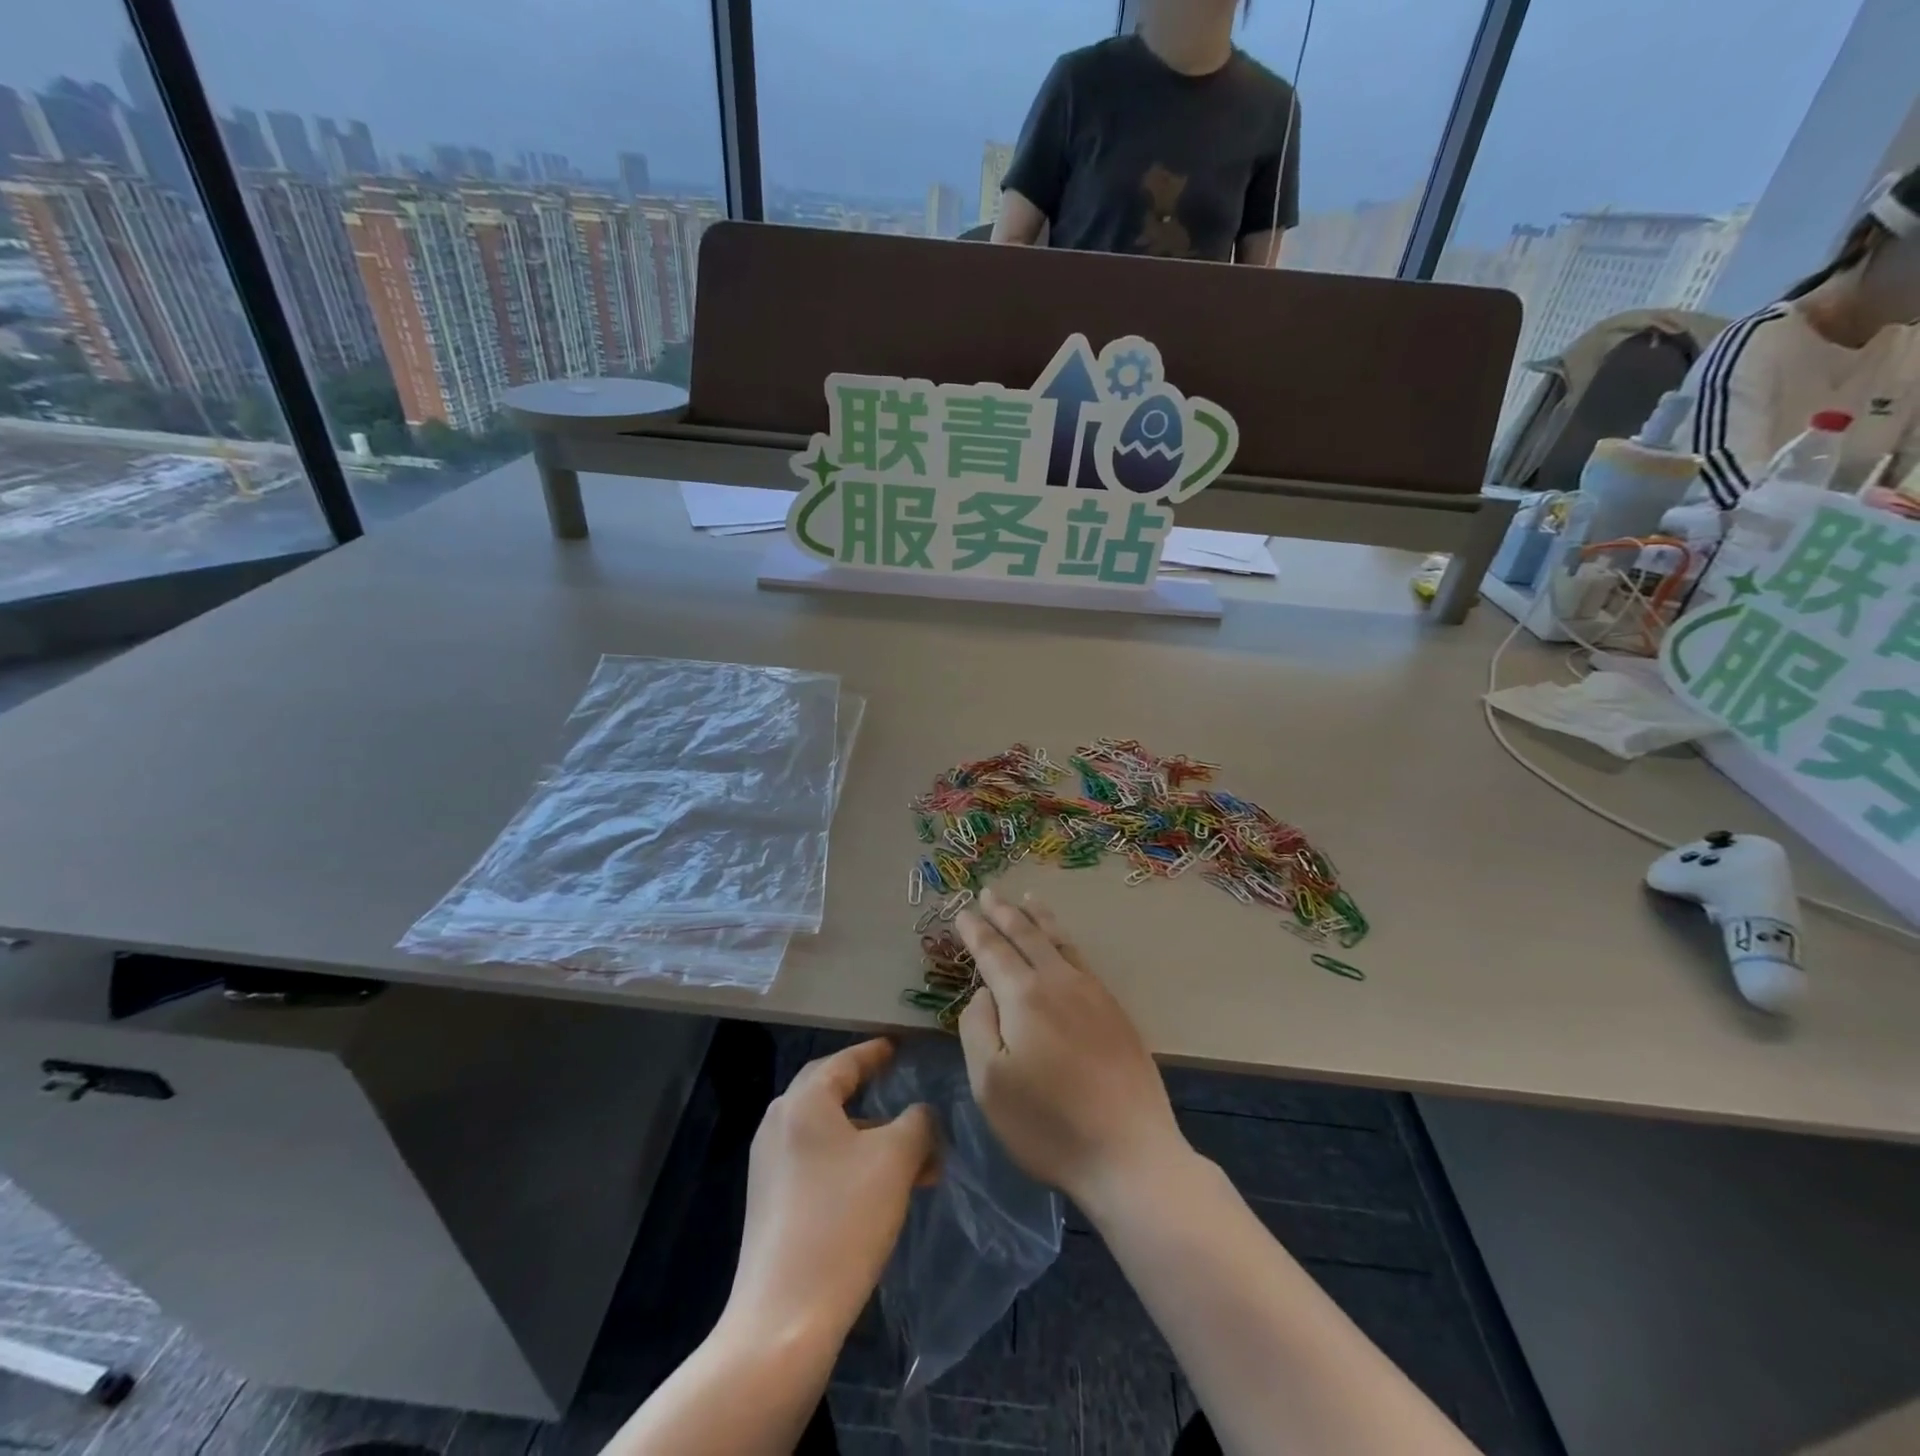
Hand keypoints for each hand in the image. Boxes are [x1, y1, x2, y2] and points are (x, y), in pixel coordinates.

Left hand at [725, 1039, 935, 1350]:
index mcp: (804, 1102)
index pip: (845, 1060)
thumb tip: (921, 1116)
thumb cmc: (842, 1222)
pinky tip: (880, 1188)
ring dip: (868, 1134)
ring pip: (827, 1131)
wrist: (783, 1320)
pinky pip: (816, 1161)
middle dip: (868, 1087)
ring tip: (910, 1154)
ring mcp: (770, 1166)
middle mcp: (779, 1123)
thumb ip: (918, 1123)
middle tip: (899, 1084)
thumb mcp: (896, 1160)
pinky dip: (850, 1161)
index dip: (876, 1051)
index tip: (899, 1046)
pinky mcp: (771, 1203)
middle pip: (829, 1090)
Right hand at [955, 889, 1187, 1212]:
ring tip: (1028, 899)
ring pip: (1060, 942)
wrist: (1130, 1153)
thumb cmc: (1048, 1125)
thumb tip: (985, 992)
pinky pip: (1082, 959)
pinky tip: (1063, 945)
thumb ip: (978, 1027)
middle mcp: (1059, 982)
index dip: (975, 931)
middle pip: (1028, 936)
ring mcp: (1093, 994)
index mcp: (1024, 996)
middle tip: (990, 892)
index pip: (993, 951)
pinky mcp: (1115, 1011)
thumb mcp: (990, 1083)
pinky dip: (1065, 940)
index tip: (963, 911)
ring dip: (1039, 918)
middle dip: (1005, 912)